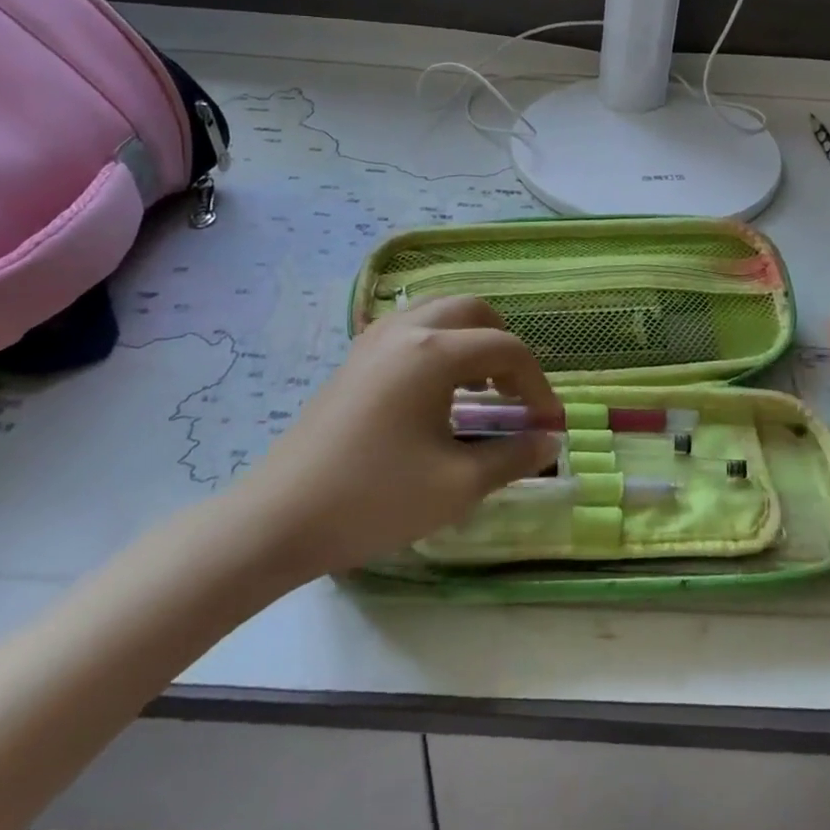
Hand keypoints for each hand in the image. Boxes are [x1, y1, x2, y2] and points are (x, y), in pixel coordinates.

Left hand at [220, 297, 561, 584]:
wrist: (279, 519)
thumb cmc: (374, 500)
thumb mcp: (457, 484)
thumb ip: (513, 456)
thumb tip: (550, 442)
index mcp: (434, 353)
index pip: (506, 349)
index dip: (536, 384)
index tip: (547, 423)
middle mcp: (406, 331)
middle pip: (473, 310)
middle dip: (505, 345)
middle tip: (515, 393)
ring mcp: (373, 340)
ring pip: (438, 311)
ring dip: (470, 338)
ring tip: (479, 389)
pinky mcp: (354, 359)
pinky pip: (409, 327)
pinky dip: (438, 343)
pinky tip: (436, 390)